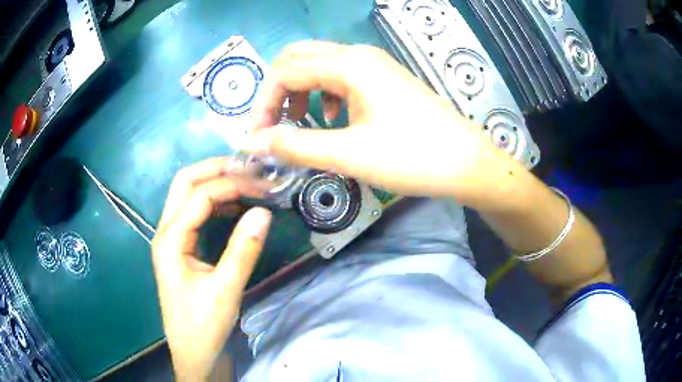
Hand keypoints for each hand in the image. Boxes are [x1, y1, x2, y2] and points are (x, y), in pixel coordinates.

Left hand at [152, 158, 271, 379]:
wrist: (194, 353)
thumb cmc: (204, 326)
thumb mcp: (225, 291)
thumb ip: (243, 250)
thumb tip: (264, 211)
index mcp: (171, 240)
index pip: (200, 195)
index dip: (232, 185)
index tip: (264, 185)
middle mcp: (166, 232)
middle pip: (185, 183)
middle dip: (217, 170)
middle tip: (250, 170)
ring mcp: (172, 239)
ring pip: (188, 195)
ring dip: (216, 183)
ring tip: (247, 184)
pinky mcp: (182, 248)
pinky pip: (196, 213)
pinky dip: (215, 203)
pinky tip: (235, 208)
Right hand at [247, 41, 522, 207]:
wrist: (467, 164)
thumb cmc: (414, 157)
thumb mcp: (349, 153)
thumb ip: (296, 145)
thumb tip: (254, 143)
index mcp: (349, 64)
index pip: (285, 71)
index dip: (264, 103)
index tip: (259, 137)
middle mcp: (359, 56)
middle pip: (300, 59)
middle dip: (278, 91)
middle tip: (273, 125)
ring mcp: (375, 66)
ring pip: (321, 67)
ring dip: (300, 92)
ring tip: (299, 124)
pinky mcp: (385, 81)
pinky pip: (342, 78)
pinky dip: (324, 96)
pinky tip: (332, 120)